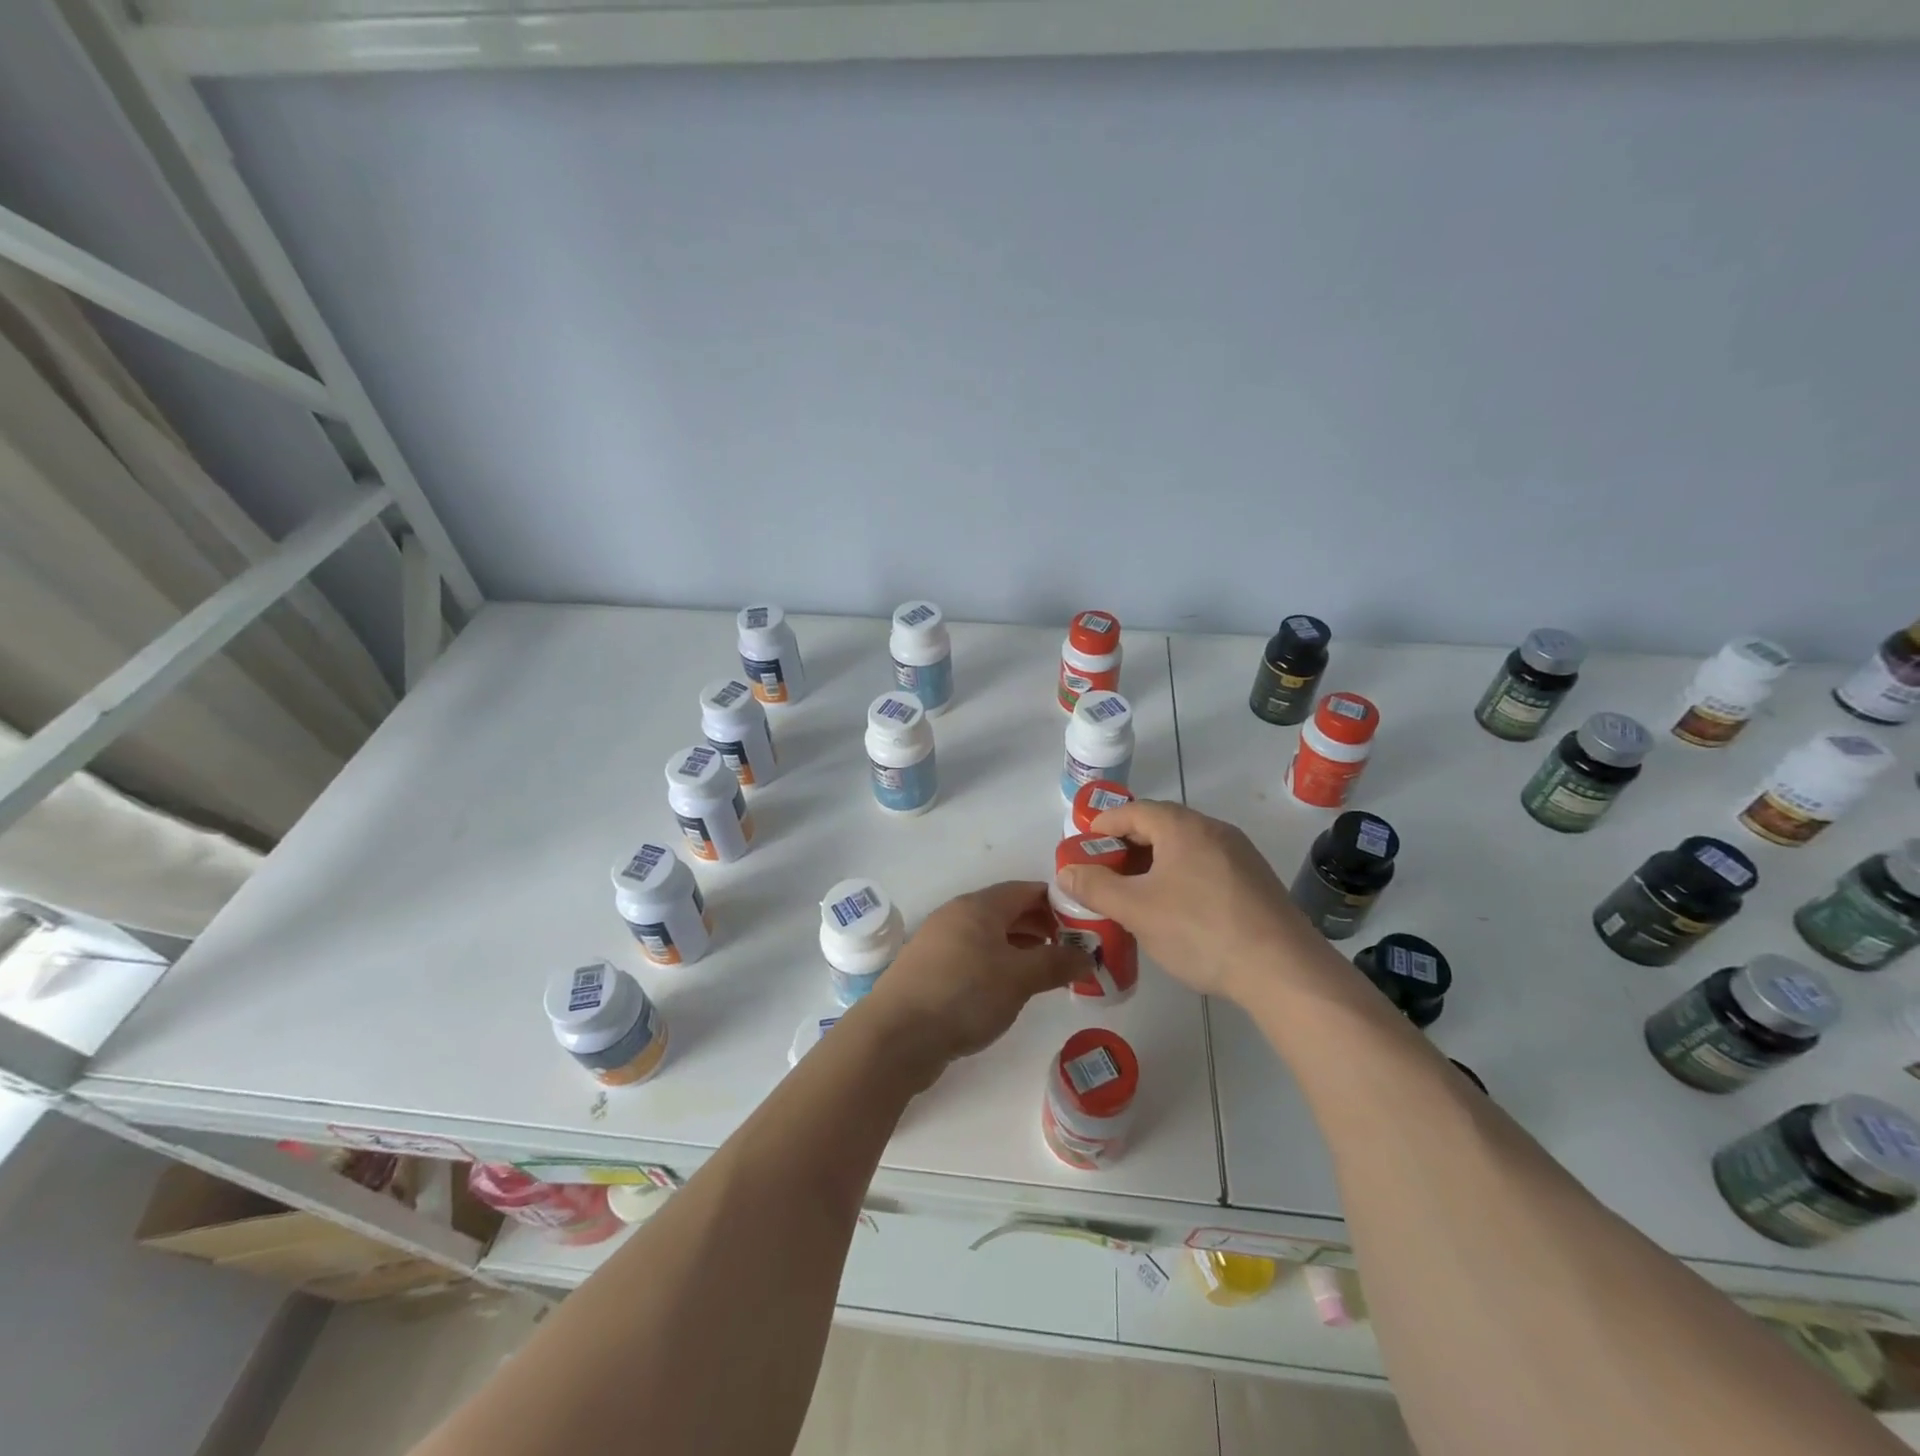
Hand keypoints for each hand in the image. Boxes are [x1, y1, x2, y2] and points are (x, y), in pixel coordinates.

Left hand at [855, 881, 1086, 1081]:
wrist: (896, 1035)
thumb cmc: (964, 994)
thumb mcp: (1019, 978)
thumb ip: (1056, 963)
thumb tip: (1088, 955)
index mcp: (978, 906)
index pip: (1026, 890)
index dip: (1058, 903)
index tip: (1085, 925)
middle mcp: (957, 915)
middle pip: (1008, 911)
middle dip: (1042, 927)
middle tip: (1073, 951)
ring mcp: (940, 942)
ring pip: (991, 936)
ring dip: (1021, 948)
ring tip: (1048, 972)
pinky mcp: (931, 970)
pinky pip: (974, 957)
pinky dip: (998, 965)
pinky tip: (1010, 989)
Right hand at [1057, 800, 1314, 1002]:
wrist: (1283, 970)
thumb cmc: (1200, 930)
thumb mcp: (1136, 910)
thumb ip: (1095, 887)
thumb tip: (1066, 871)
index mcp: (1183, 826)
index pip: (1134, 811)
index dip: (1104, 825)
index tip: (1083, 845)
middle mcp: (1214, 830)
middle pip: (1161, 826)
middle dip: (1127, 847)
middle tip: (1104, 872)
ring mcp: (1241, 855)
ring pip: (1185, 849)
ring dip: (1154, 864)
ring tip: (1135, 894)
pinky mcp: (1256, 882)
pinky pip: (1206, 867)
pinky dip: (1180, 877)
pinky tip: (1175, 910)